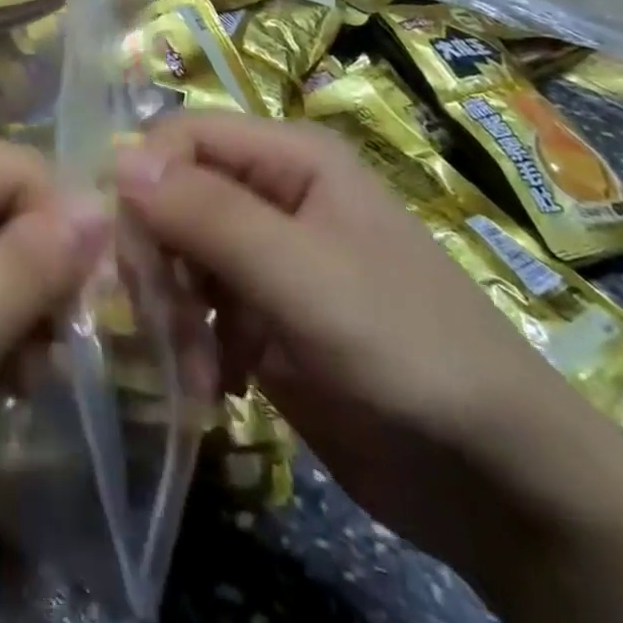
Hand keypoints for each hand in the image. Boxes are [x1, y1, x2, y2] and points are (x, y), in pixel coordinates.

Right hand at [114, 114, 622, 622]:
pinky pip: (193, 303)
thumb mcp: (304, 276)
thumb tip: (116, 160)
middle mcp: (271, 192)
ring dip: (169, 310)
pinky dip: (189, 342)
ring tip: (195, 375)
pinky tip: (211, 387)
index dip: (145, 184)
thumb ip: (209, 213)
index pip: (180, 137)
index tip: (136, 258)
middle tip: (164, 327)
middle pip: (169, 195)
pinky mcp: (259, 312)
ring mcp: (264, 255)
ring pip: (173, 251)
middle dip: (156, 260)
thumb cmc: (410, 353)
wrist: (505, 486)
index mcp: (290, 156)